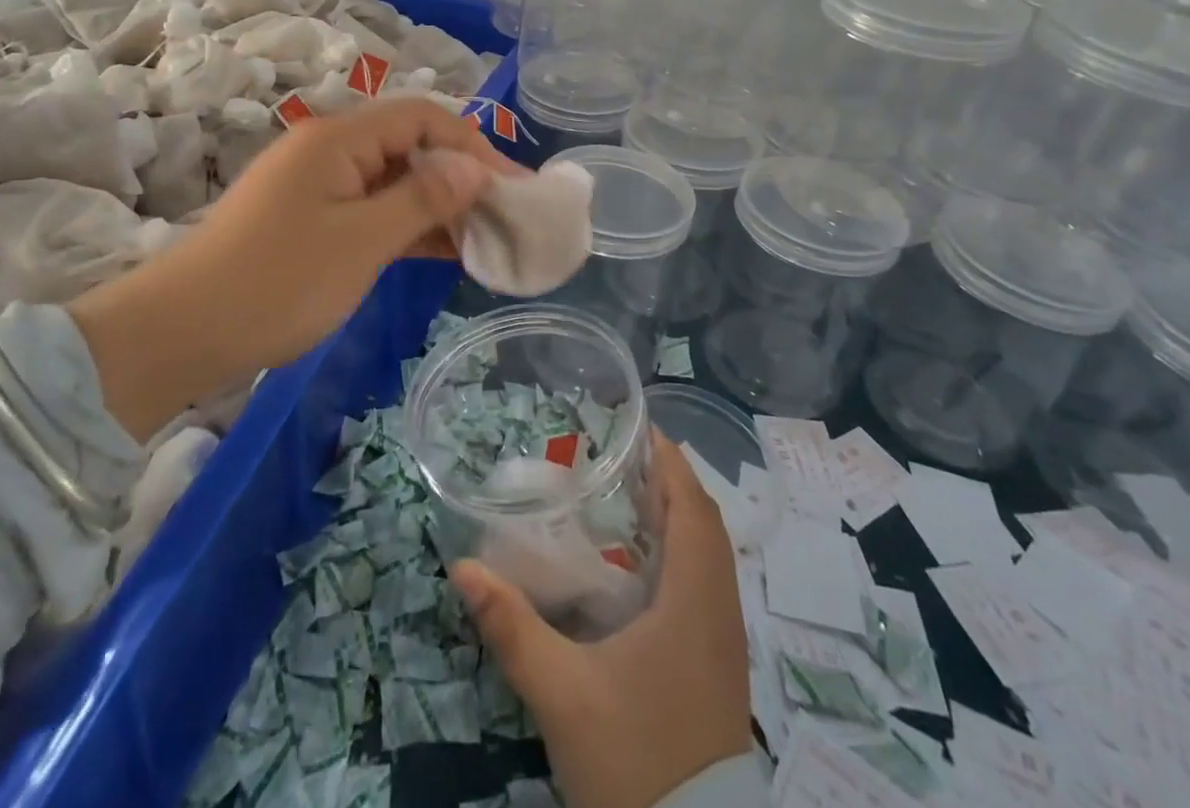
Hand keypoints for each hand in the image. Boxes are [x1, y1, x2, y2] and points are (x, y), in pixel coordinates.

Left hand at [69, 98, 517, 438]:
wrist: (181, 333)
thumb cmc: (277, 282)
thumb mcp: (362, 241)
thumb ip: (423, 199)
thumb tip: (474, 169)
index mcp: (338, 139)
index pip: (422, 117)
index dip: (473, 144)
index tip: (512, 186)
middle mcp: (330, 151)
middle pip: (410, 146)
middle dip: (461, 176)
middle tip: (506, 215)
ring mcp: (318, 187)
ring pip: (394, 182)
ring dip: (438, 205)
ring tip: (485, 237)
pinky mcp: (311, 221)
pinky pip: (372, 211)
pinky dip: (408, 227)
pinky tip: (444, 252)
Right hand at [451, 434, 752, 807]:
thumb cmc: (635, 761)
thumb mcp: (563, 695)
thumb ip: (512, 629)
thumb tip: (464, 569)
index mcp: (693, 600)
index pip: (693, 507)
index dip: (670, 461)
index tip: (639, 427)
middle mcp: (719, 610)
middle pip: (705, 523)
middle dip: (669, 482)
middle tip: (622, 457)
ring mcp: (725, 641)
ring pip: (711, 555)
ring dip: (679, 517)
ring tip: (630, 497)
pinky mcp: (720, 667)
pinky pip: (708, 584)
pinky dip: (684, 553)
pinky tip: (644, 566)